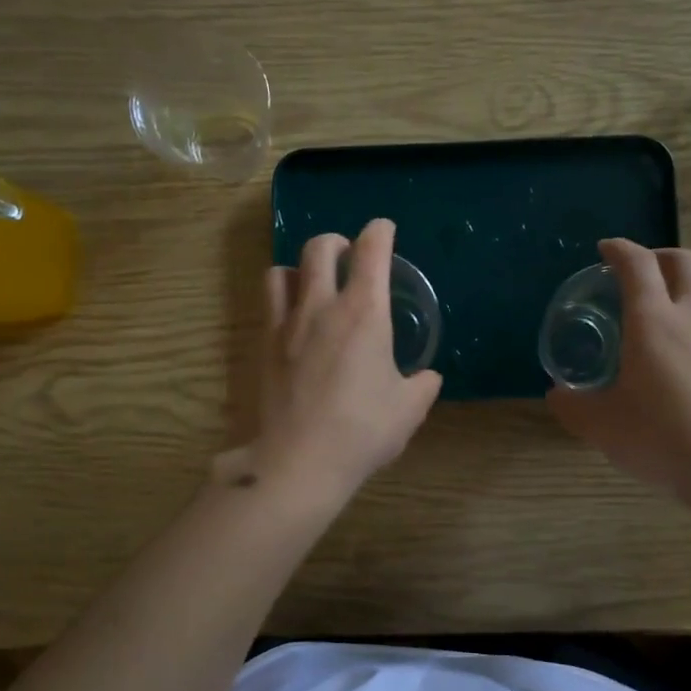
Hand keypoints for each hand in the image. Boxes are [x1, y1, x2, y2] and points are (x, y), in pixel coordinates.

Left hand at [221, 218, 442, 508]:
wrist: (300, 461)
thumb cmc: (362, 431)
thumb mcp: (409, 409)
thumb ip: (422, 385)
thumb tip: (426, 377)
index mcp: (364, 312)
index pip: (371, 250)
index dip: (380, 231)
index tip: (384, 229)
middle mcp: (322, 306)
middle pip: (321, 247)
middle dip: (338, 242)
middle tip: (349, 257)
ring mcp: (286, 324)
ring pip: (283, 270)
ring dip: (302, 268)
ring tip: (314, 284)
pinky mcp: (264, 345)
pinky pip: (268, 303)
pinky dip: (282, 296)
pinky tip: (294, 319)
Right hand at [547, 240, 690, 504]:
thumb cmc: (662, 438)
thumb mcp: (601, 426)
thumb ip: (573, 406)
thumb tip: (556, 395)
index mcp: (652, 322)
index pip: (637, 265)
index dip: (620, 249)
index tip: (606, 249)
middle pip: (687, 262)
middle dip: (662, 256)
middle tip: (643, 270)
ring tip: (679, 301)